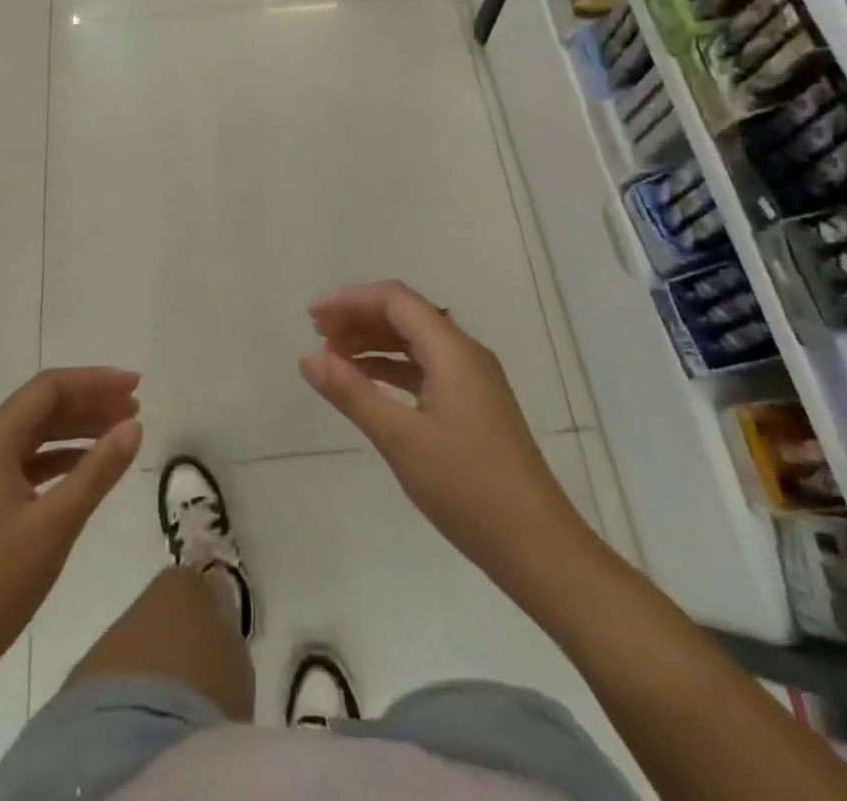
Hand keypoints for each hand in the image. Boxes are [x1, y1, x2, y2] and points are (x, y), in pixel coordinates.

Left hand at [0, 369, 142, 688]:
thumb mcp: (55, 525)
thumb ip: (98, 471)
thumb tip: (134, 427)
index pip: (49, 388)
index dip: (95, 381)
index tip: (136, 387)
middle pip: (41, 407)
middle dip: (89, 402)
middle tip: (135, 409)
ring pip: (33, 435)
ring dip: (76, 430)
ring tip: (119, 435)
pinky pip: (23, 463)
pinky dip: (58, 459)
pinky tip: (84, 470)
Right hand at [299, 281, 598, 596]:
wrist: (538, 547)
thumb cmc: (467, 487)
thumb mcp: (400, 438)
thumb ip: (352, 393)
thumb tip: (308, 358)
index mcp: (452, 350)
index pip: (395, 300)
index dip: (350, 300)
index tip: (312, 318)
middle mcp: (465, 353)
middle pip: (405, 315)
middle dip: (359, 318)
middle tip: (317, 336)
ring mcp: (473, 380)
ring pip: (415, 342)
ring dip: (373, 343)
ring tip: (333, 357)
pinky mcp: (474, 405)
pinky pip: (425, 369)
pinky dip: (392, 369)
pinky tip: (367, 384)